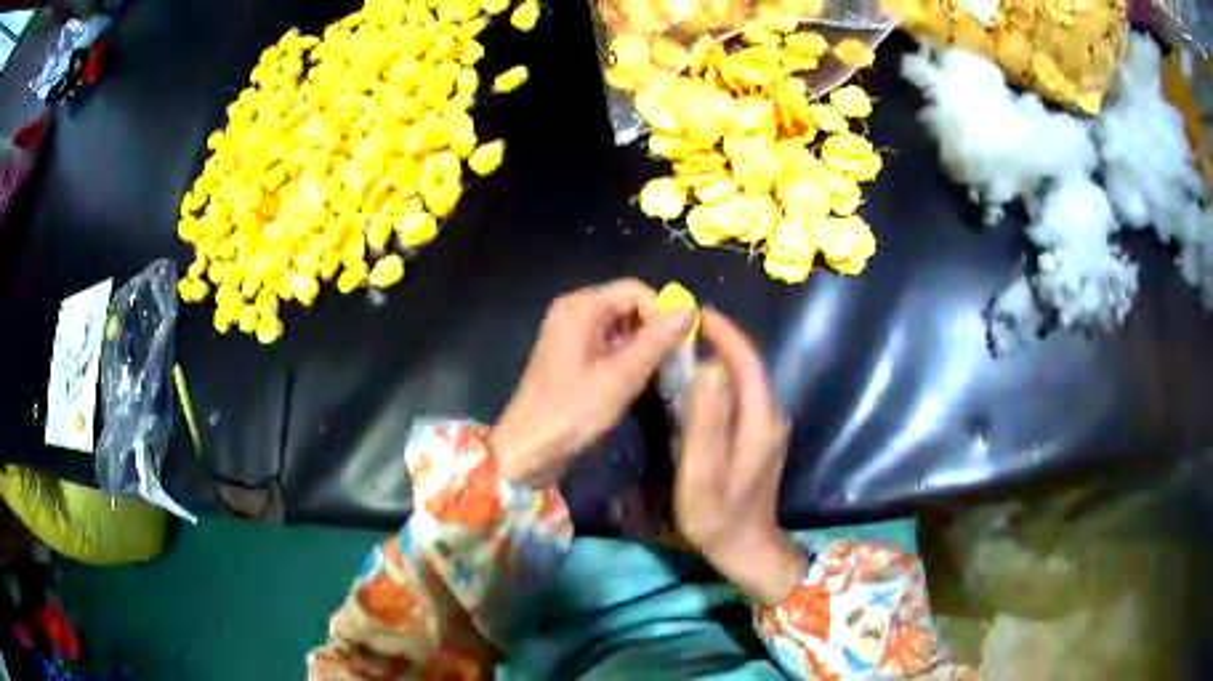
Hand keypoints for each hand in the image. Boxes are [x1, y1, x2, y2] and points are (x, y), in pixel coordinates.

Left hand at [491, 280, 693, 486]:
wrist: (529, 448)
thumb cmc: (574, 410)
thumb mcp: (622, 376)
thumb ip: (657, 341)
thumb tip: (691, 310)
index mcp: (581, 307)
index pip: (635, 290)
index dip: (661, 313)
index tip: (676, 347)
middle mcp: (574, 311)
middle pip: (628, 305)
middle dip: (653, 331)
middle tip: (670, 364)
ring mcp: (570, 333)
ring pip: (621, 327)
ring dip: (642, 347)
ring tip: (655, 376)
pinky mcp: (571, 355)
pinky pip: (608, 344)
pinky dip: (627, 358)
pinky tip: (635, 382)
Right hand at [674, 310, 805, 606]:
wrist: (746, 549)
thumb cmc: (718, 516)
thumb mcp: (704, 472)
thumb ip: (707, 421)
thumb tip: (708, 366)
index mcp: (760, 419)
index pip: (746, 361)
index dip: (725, 333)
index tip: (697, 313)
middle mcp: (770, 417)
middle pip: (747, 367)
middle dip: (720, 342)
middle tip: (681, 331)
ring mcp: (767, 429)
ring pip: (743, 382)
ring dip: (719, 361)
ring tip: (684, 352)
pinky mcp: (759, 441)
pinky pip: (740, 399)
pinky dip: (720, 384)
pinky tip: (696, 390)